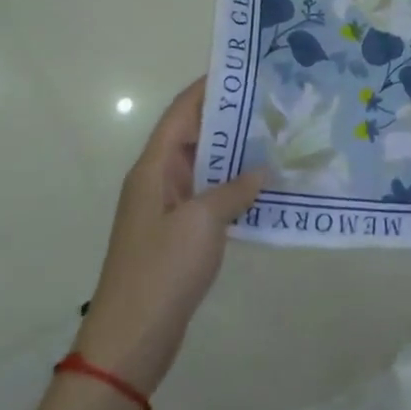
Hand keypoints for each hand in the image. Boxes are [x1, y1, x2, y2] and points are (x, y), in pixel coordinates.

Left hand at [74, 79, 264, 394]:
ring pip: (207, 167)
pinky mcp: (180, 234)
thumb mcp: (202, 222)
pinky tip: (268, 187)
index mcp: (154, 168)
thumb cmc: (161, 270)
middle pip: (196, 136)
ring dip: (238, 154)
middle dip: (232, 118)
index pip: (182, 112)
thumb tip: (262, 170)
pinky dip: (236, 187)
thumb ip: (234, 189)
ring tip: (280, 137)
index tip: (245, 69)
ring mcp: (169, 209)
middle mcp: (159, 180)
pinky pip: (211, 197)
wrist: (130, 340)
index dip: (209, 88)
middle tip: (276, 103)